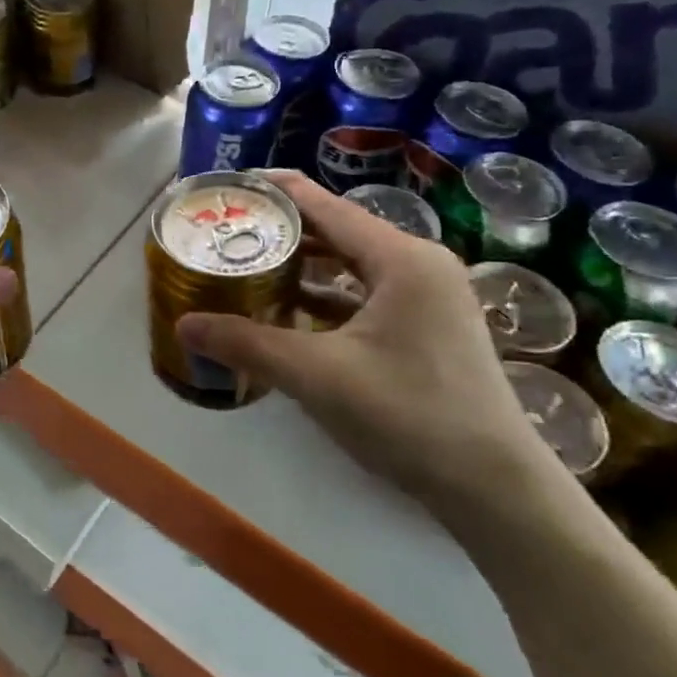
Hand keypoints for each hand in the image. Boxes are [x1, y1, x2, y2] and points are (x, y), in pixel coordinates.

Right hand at [177, 172, 569, 527]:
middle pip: (339, 231)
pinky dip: (328, 296)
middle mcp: (419, 265)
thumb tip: (183, 325)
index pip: (326, 205)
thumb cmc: (408, 416)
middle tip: (229, 230)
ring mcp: (428, 297)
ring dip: (305, 265)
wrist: (493, 489)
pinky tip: (289, 309)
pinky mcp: (428, 328)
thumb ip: (246, 344)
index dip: (276, 191)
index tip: (231, 187)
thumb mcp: (317, 376)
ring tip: (249, 263)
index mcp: (401, 258)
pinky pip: (366, 294)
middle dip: (284, 230)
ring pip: (353, 265)